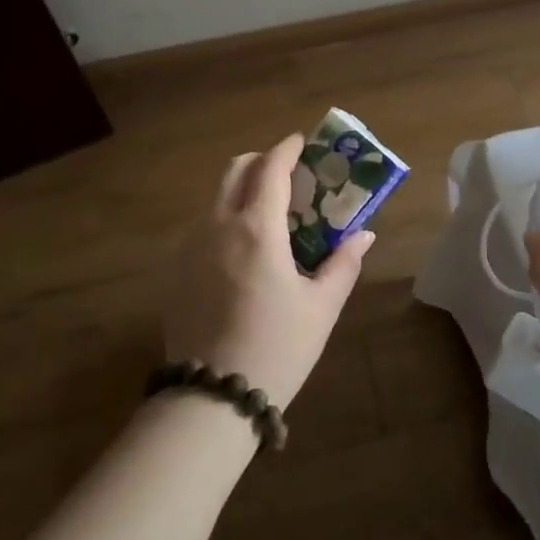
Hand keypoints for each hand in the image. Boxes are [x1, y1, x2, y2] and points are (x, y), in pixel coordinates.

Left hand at [163, 133, 374, 412]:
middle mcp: (217, 226)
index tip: (301, 142)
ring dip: (242, 190)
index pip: (270, 168)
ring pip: (216, 197)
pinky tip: (244, 251)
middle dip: (261, 161)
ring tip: (269, 216)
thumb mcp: (321, 307)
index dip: (287, 148)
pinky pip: (203, 226)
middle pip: (235, 170)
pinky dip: (225, 218)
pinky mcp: (176, 270)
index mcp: (256, 229)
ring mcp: (190, 247)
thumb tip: (364, 235)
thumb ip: (344, 263)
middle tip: (287, 176)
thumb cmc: (277, 348)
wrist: (212, 398)